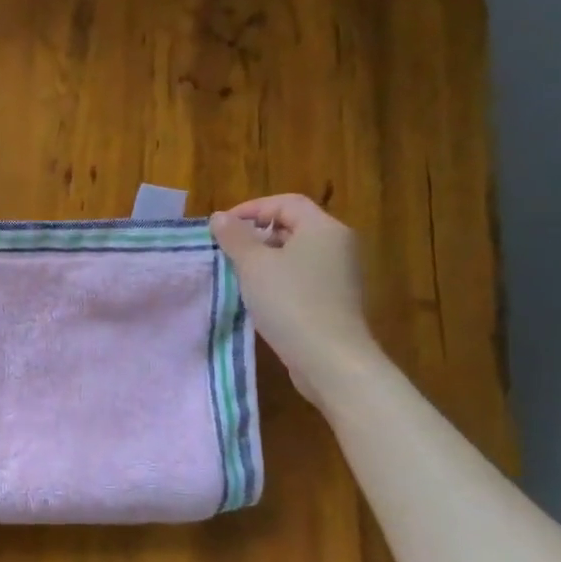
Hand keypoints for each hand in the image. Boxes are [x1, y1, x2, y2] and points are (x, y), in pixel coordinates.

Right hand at [210, 194, 379, 404]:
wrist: (330, 359)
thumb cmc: (290, 302)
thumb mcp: (253, 265)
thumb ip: (235, 238)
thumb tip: (220, 217)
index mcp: (323, 228)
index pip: (286, 202)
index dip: (252, 208)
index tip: (223, 226)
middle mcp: (338, 245)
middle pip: (293, 226)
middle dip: (257, 234)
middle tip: (227, 250)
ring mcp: (340, 274)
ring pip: (296, 254)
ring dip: (265, 258)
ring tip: (237, 273)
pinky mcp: (336, 300)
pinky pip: (303, 277)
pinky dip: (279, 278)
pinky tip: (259, 296)